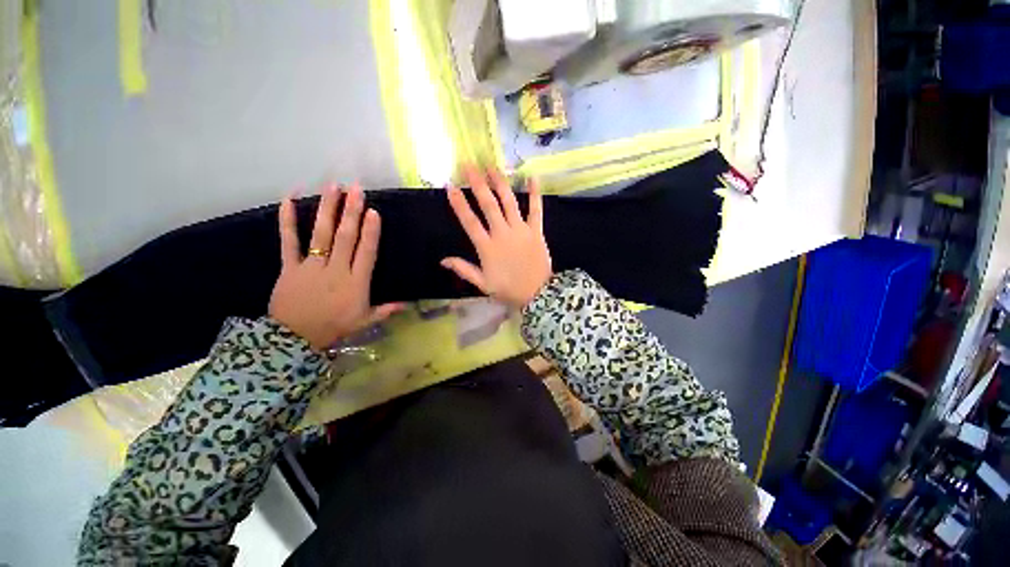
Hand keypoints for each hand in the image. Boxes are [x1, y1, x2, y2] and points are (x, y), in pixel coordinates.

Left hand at [269, 185, 400, 350]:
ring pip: (320, 234)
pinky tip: (288, 199)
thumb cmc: (334, 327)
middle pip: (344, 237)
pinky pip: (288, 241)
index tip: (374, 212)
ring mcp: (310, 266)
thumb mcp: (364, 321)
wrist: (293, 339)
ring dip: (327, 209)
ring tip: (332, 187)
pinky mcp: (289, 266)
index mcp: (356, 282)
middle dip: (351, 212)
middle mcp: (335, 269)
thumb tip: (407, 304)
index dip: (370, 232)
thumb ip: (385, 310)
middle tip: (356, 189)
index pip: (365, 252)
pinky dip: (287, 221)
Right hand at [442, 166, 551, 308]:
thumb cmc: (508, 289)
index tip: (450, 186)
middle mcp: (502, 233)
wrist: (537, 294)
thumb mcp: (482, 283)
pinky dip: (534, 194)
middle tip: (469, 166)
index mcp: (487, 247)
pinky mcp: (536, 231)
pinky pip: (536, 210)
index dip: (459, 204)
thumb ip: (463, 269)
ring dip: (500, 183)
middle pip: (488, 205)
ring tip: (492, 167)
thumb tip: (443, 260)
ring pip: (509, 202)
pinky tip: (532, 178)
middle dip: (477, 184)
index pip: (470, 221)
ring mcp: (521, 230)